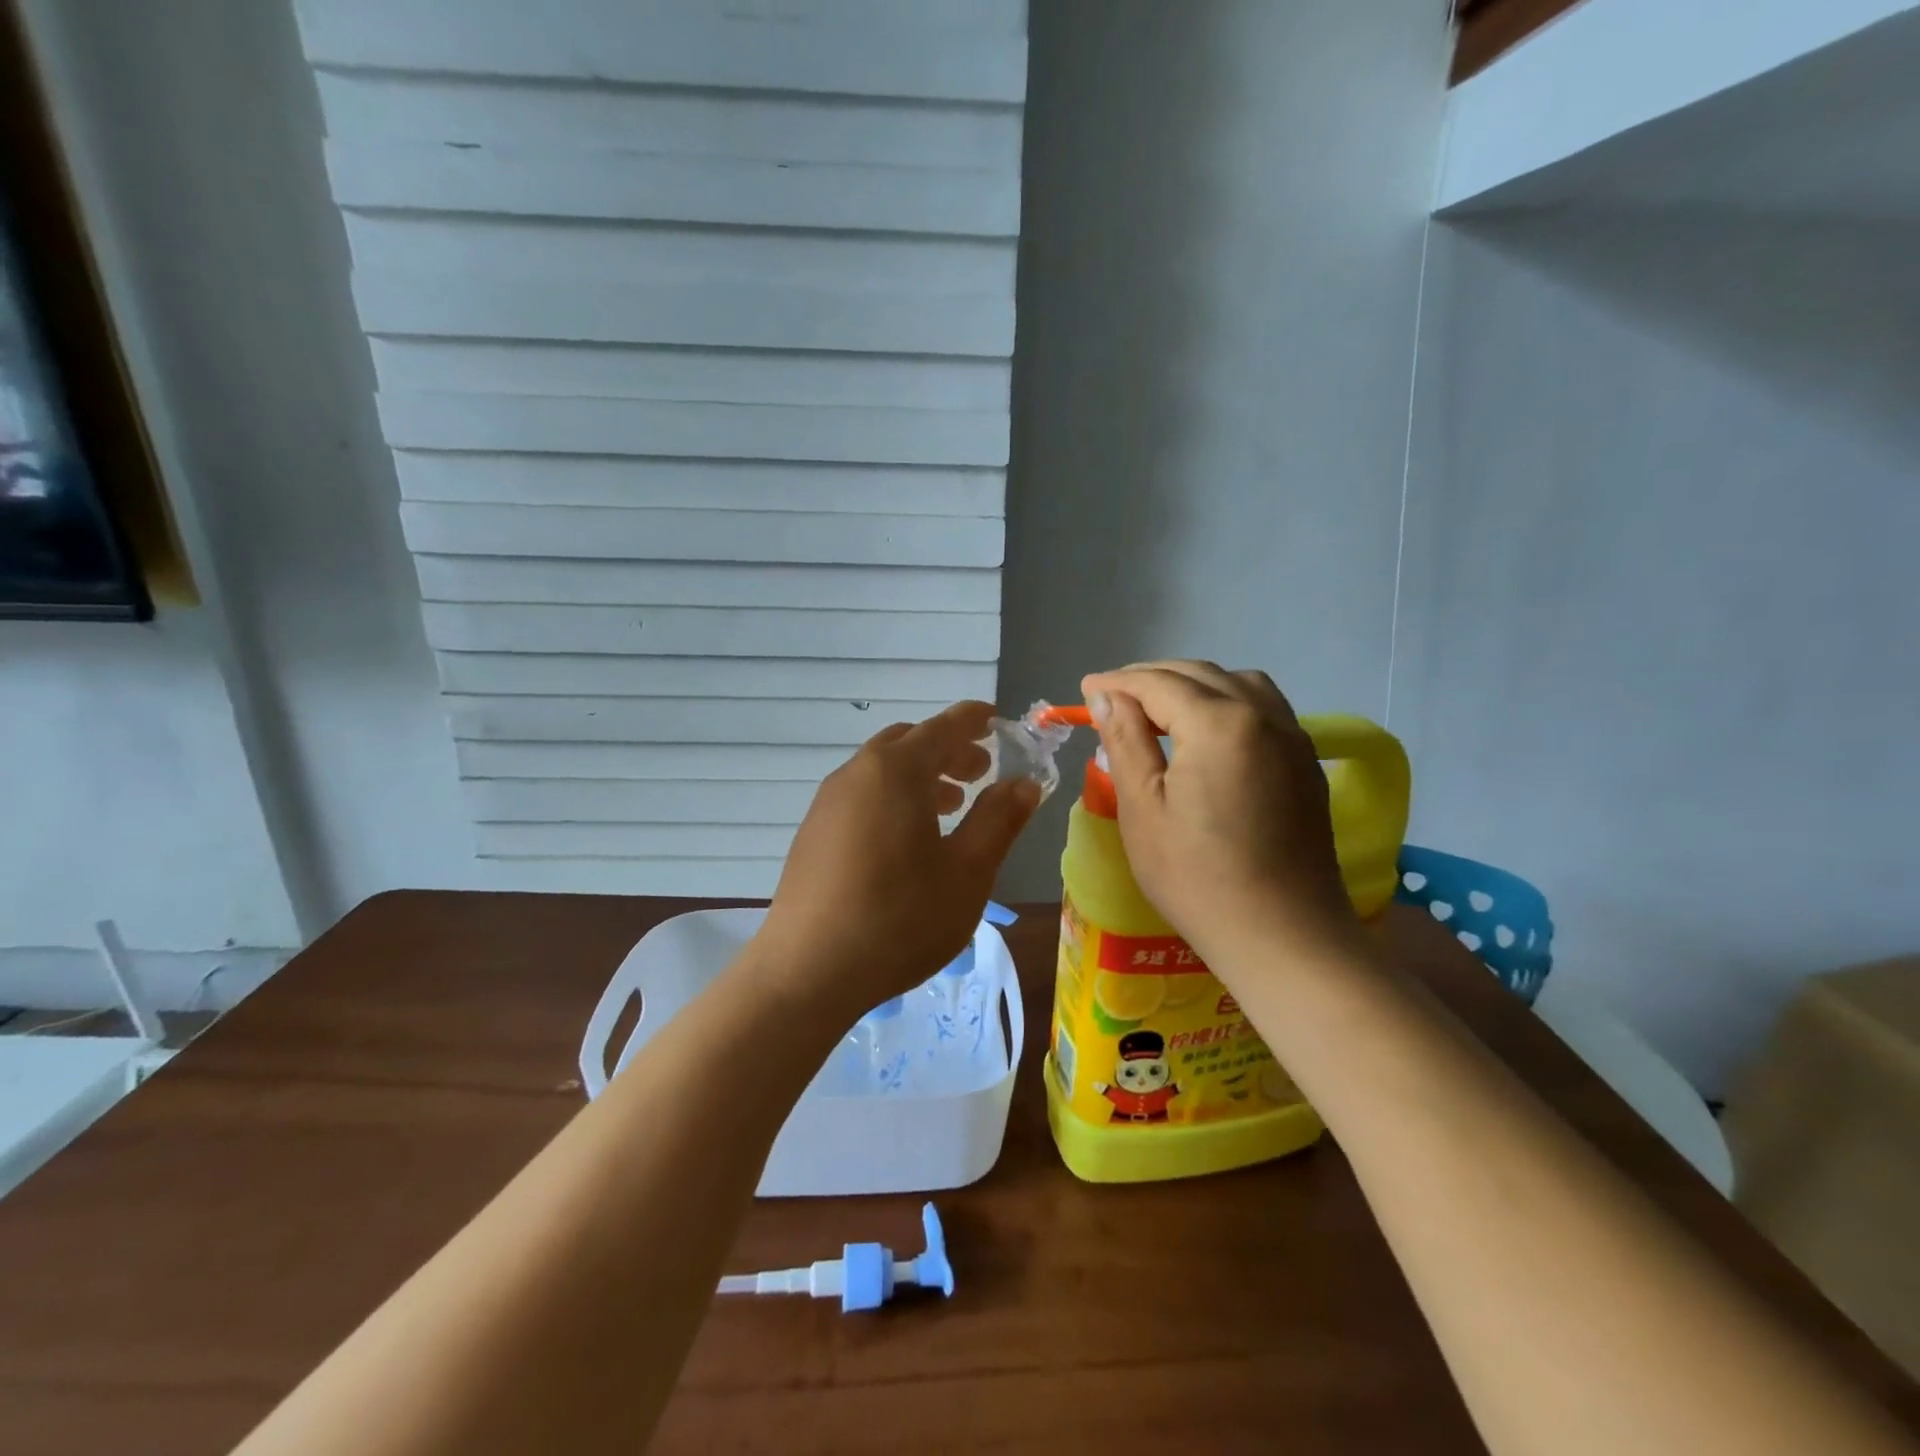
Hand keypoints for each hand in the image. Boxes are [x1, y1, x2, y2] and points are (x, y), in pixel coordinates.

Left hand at [757, 702, 1040, 1021]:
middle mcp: (857, 773)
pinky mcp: (813, 832)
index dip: (975, 719)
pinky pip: (862, 794)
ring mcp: (828, 802)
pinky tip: (908, 839)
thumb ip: (999, 820)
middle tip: (981, 772)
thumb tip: (1024, 782)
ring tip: (951, 805)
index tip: (998, 720)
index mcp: (896, 771)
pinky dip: (893, 796)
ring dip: (921, 775)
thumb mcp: (967, 872)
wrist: (808, 971)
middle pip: (909, 742)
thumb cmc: (900, 918)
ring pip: (883, 769)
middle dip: (949, 749)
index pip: (944, 726)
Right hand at [1080, 662, 1361, 968]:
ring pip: (1238, 683)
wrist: (1282, 935)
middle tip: (1112, 696)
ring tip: (1160, 708)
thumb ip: (1125, 741)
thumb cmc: (1197, 877)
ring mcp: (1293, 737)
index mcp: (1219, 723)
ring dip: (1194, 684)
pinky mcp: (1306, 762)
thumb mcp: (1143, 808)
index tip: (1085, 688)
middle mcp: (1263, 715)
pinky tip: (1207, 731)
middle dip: (1151, 677)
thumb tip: (1107, 695)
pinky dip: (1227, 702)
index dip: (1117, 682)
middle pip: (1199, 674)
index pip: (1158, 683)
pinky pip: (1264, 708)